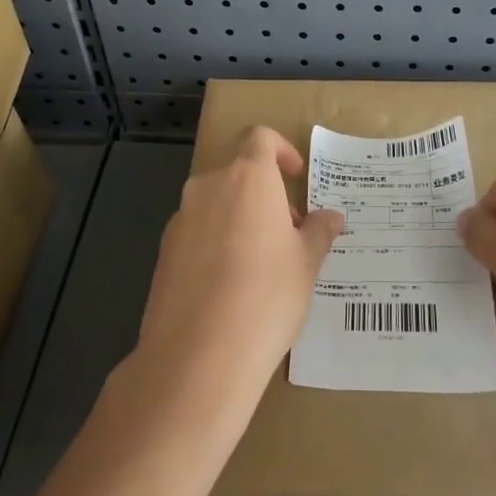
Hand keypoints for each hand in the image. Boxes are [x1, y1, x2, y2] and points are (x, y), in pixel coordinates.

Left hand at [132, 126, 343, 412]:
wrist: (198, 356)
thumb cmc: (267, 296)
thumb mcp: (306, 264)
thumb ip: (319, 232)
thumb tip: (331, 218)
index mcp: (248, 179)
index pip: (260, 138)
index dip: (281, 150)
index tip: (296, 178)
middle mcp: (209, 188)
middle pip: (238, 175)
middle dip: (265, 197)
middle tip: (289, 234)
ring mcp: (181, 220)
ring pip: (216, 206)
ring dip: (240, 221)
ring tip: (262, 266)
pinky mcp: (163, 253)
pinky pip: (197, 234)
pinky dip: (216, 245)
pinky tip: (231, 288)